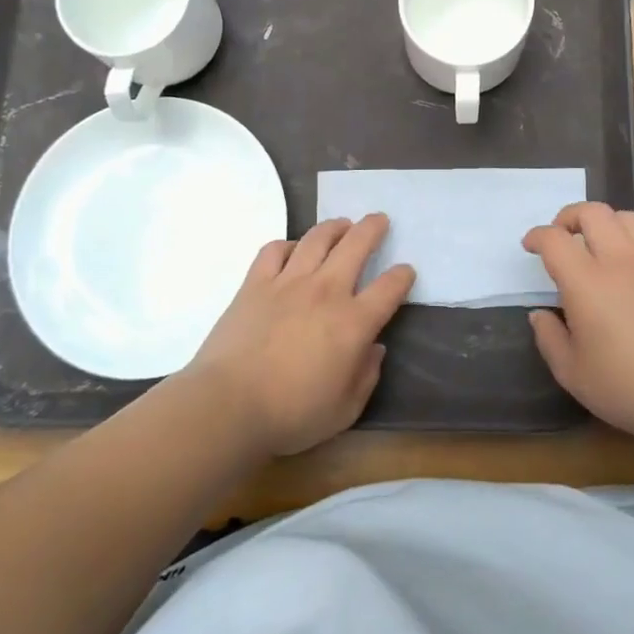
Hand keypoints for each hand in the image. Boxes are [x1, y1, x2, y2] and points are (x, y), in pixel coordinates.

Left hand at [185, 214, 414, 456]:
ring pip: (317, 238)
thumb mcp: (345, 410)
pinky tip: (293, 250)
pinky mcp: (256, 283)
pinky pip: (275, 250)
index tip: (405, 271)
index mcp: (353, 322)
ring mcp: (288, 282)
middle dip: (373, 228)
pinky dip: (289, 244)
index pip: (389, 288)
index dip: (402, 276)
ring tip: (342, 225)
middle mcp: (326, 291)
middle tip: (379, 219)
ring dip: (335, 227)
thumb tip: (374, 349)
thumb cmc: (291, 414)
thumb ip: (366, 376)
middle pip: (356, 245)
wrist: (228, 405)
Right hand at [523, 202, 633, 447]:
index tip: (531, 246)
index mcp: (586, 281)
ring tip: (602, 242)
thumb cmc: (625, 386)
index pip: (554, 239)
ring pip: (629, 219)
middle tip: (563, 235)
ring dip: (608, 223)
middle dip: (571, 216)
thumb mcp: (571, 372)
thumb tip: (540, 314)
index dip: (537, 236)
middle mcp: (620, 260)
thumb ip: (549, 337)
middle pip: (593, 213)